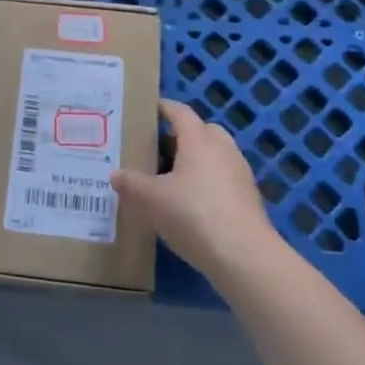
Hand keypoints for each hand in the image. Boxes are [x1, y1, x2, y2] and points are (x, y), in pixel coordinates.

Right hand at [111, 100, 277, 278]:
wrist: (245, 256)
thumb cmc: (194, 215)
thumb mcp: (153, 200)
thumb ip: (132, 184)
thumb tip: (115, 174)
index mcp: (198, 139)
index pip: (180, 112)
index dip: (164, 108)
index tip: (149, 109)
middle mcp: (222, 148)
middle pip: (202, 130)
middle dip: (181, 135)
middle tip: (157, 148)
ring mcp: (239, 172)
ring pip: (215, 155)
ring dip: (196, 160)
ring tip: (172, 178)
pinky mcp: (249, 197)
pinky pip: (223, 178)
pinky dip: (208, 181)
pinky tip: (192, 204)